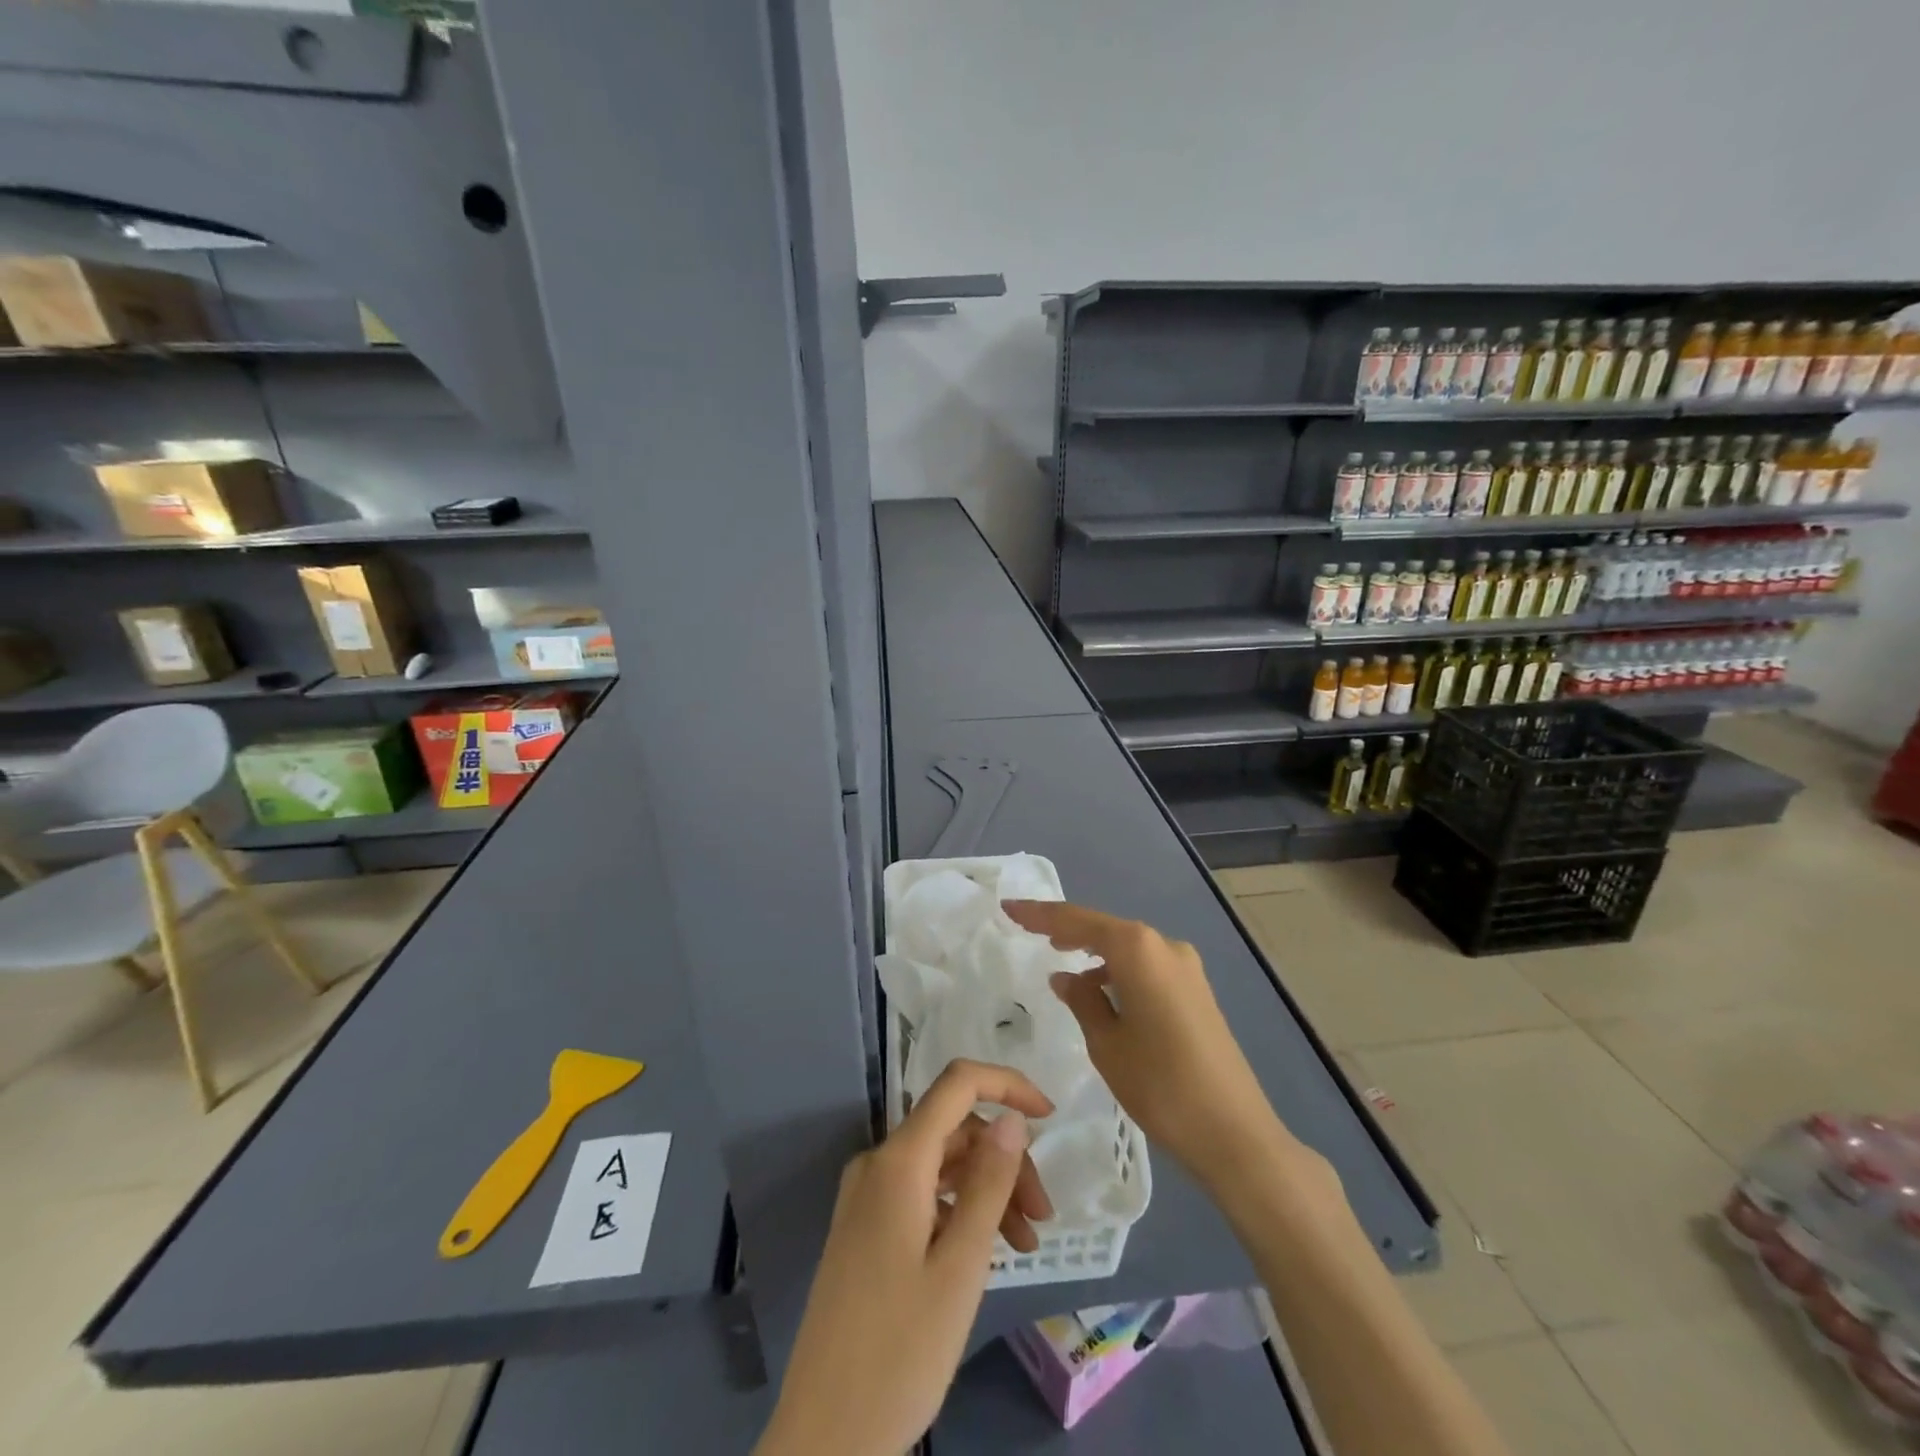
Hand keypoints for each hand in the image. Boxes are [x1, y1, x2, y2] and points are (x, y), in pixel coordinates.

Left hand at [756, 1060, 1054, 1455]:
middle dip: (1005, 1160)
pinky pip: (922, 1195)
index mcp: (898, 1161)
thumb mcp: (961, 1266)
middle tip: (1043, 1217)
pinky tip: (986, 1251)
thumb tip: (1012, 1118)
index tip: (1051, 1116)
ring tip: (1025, 1245)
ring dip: (987, 1190)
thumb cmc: (901, 1350)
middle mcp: (877, 1164)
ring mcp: (866, 1196)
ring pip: (941, 1166)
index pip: (957, 1084)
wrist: (825, 1436)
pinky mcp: (864, 1228)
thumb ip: (989, 1183)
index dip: (1007, 1085)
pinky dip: (959, 1211)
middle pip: (954, 1131)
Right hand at [1003, 899, 1291, 1189]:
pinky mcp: (1197, 991)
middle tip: (1028, 929)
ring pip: (1127, 948)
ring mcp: (1186, 968)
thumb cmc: (1160, 1085)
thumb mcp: (1106, 1043)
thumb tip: (1066, 977)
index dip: (1039, 914)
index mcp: (1139, 950)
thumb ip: (1082, 1000)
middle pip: (1105, 928)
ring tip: (1061, 964)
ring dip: (1094, 953)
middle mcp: (1165, 946)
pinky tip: (1101, 992)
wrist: (1235, 1134)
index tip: (1008, 908)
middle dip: (1067, 929)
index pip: (1077, 921)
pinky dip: (1119, 972)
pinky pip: (1146, 967)